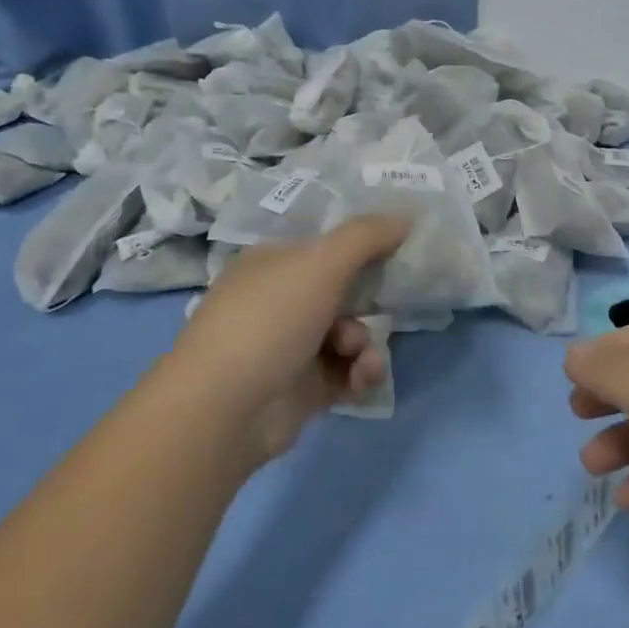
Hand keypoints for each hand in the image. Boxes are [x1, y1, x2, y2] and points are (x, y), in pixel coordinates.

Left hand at [153, 216, 409, 470]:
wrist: (224, 410)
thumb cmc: (270, 320)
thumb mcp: (321, 263)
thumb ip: (366, 236)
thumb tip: (404, 217)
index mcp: (272, 264)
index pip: (324, 247)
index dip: (361, 248)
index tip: (398, 252)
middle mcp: (278, 302)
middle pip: (340, 292)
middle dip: (368, 304)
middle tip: (386, 308)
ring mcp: (288, 347)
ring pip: (348, 335)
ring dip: (365, 345)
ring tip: (362, 359)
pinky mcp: (301, 390)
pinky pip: (345, 373)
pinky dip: (358, 375)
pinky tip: (362, 379)